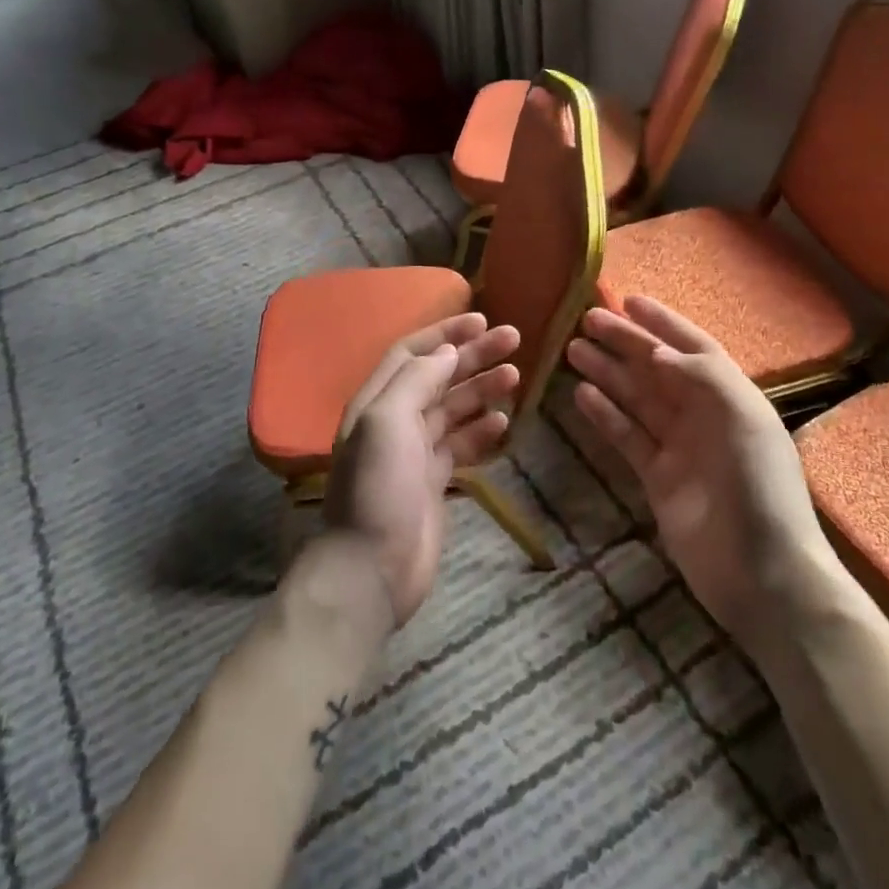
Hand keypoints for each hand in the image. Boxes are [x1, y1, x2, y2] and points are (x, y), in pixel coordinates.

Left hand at [325, 314, 520, 624]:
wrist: (372, 568)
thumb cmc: (379, 487)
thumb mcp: (387, 421)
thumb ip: (416, 380)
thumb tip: (447, 352)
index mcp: (377, 400)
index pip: (412, 353)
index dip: (445, 333)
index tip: (482, 320)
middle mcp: (394, 420)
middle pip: (438, 377)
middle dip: (474, 357)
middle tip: (514, 340)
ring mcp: (415, 452)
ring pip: (454, 409)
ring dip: (482, 390)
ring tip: (516, 378)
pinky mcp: (433, 481)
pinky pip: (461, 445)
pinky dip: (482, 432)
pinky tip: (503, 425)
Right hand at [566, 297, 832, 638]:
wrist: (763, 575)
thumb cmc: (758, 488)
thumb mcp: (742, 420)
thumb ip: (701, 377)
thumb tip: (657, 352)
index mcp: (730, 397)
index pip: (692, 347)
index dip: (662, 322)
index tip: (628, 300)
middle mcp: (704, 415)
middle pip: (657, 369)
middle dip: (624, 343)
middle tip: (586, 321)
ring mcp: (679, 447)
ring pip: (637, 399)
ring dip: (608, 373)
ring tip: (573, 351)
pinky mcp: (658, 478)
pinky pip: (627, 436)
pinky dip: (605, 415)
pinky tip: (582, 395)